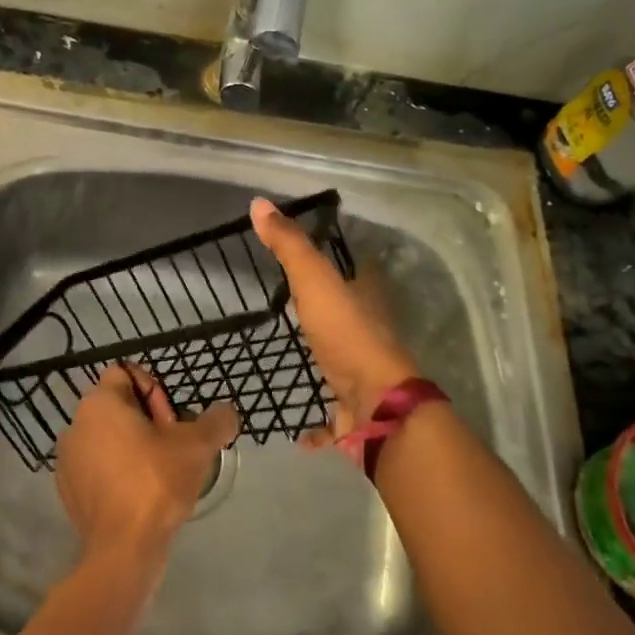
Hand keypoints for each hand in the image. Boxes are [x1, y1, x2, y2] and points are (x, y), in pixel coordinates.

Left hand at [55, 365, 236, 569]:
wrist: (123, 549)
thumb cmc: (156, 483)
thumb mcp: (197, 446)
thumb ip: (217, 421)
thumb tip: (226, 414)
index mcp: (99, 403)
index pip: (126, 374)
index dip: (155, 392)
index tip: (172, 423)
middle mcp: (76, 424)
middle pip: (118, 407)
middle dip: (148, 421)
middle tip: (172, 450)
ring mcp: (67, 459)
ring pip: (107, 438)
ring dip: (133, 447)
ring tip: (160, 474)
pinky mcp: (68, 489)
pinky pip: (98, 467)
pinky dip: (118, 473)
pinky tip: (140, 496)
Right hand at [249, 197, 420, 428]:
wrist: (375, 405)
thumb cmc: (346, 336)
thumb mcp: (314, 282)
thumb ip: (289, 246)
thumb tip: (258, 203)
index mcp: (366, 302)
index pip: (359, 272)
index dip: (344, 263)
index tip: (316, 262)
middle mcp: (370, 335)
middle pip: (352, 318)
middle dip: (331, 315)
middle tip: (297, 310)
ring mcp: (364, 376)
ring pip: (344, 365)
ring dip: (326, 363)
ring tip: (295, 360)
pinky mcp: (354, 412)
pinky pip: (333, 417)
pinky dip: (319, 424)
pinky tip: (298, 431)